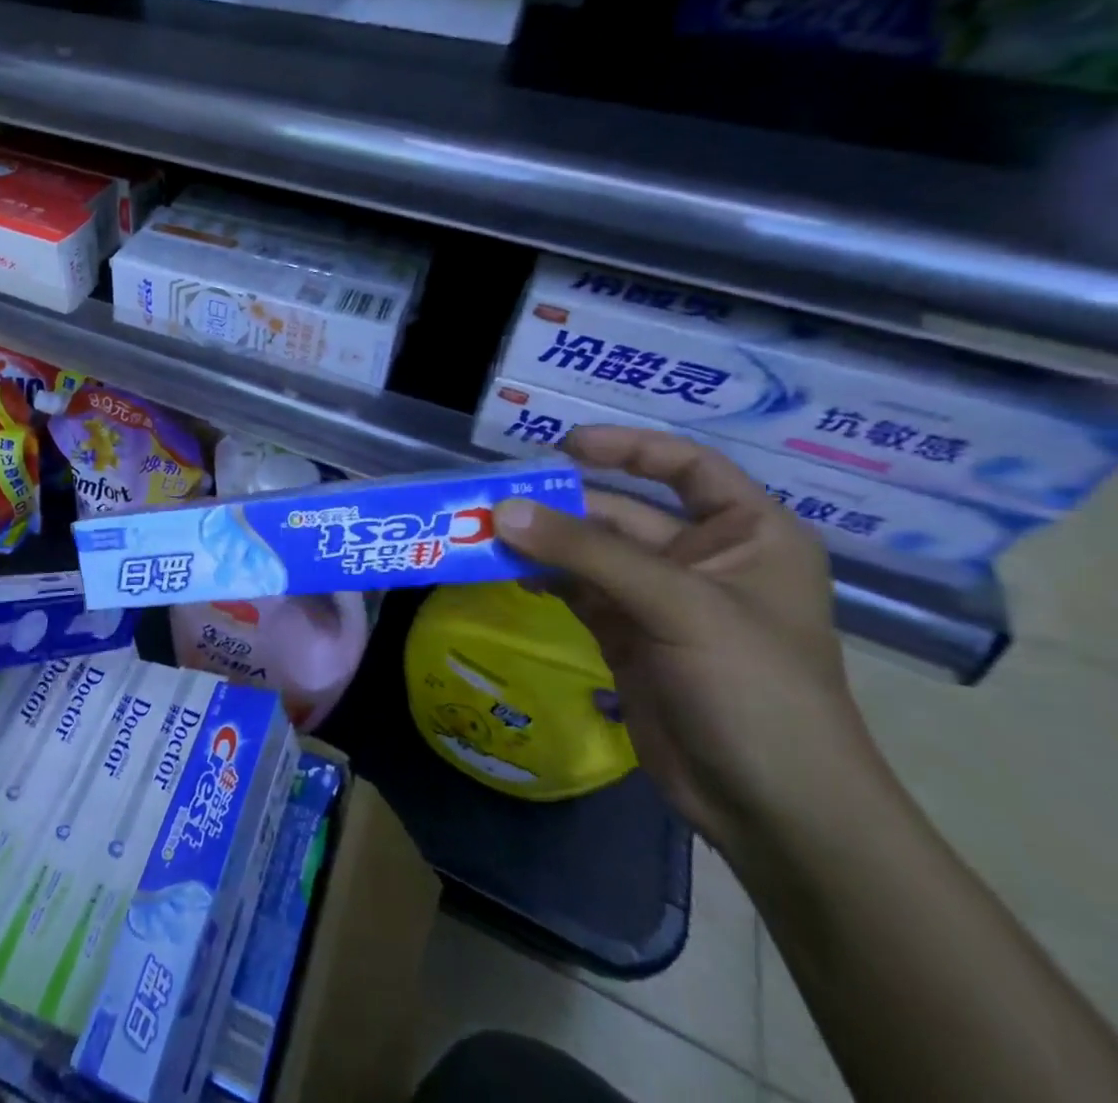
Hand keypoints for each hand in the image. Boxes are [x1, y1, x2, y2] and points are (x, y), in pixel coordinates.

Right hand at [495, 426, 879, 852]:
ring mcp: (660, 600)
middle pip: (621, 511)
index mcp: (748, 535)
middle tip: (492, 498)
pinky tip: (504, 571)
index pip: (687, 467)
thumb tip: (502, 510)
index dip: (629, 448)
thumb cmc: (756, 691)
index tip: (565, 445)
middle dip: (560, 505)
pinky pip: (574, 589)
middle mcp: (703, 559)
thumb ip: (587, 554)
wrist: (775, 812)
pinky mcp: (626, 635)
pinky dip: (540, 577)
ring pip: (588, 552)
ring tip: (482, 533)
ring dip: (540, 543)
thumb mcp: (679, 607)